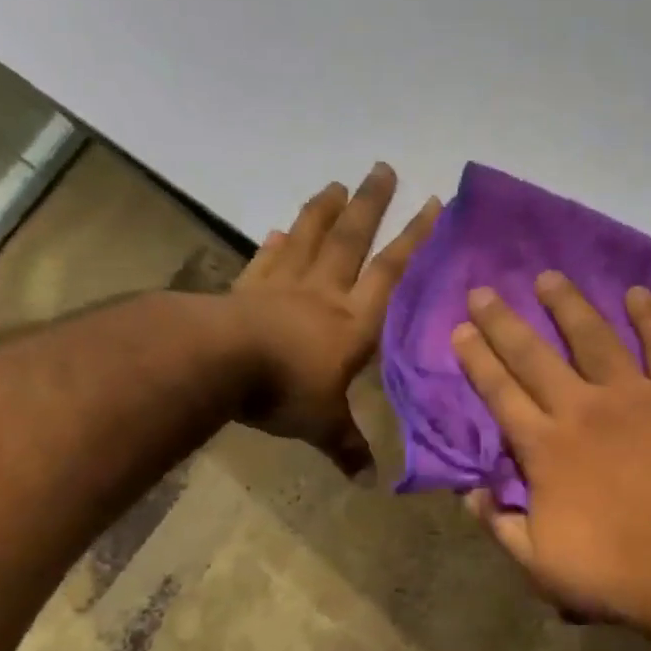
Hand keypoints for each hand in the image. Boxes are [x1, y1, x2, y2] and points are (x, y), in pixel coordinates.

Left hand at [231, 163, 439, 473]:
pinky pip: (265, 262)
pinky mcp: (246, 289)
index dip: (414, 238)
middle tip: (383, 168)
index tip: (432, 203)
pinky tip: (279, 231)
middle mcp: (323, 294)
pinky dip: (275, 245)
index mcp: (352, 322)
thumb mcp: (321, 424)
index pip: (391, 272)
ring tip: (336, 184)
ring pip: (309, 239)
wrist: (218, 364)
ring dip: (324, 211)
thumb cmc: (284, 390)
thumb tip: (369, 482)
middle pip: (351, 240)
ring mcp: (282, 287)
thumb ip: (347, 445)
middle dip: (370, 205)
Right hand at [451, 272, 650, 630]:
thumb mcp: (540, 566)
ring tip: (549, 277)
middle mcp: (582, 408)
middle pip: (534, 355)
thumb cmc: (618, 573)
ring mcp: (635, 396)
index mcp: (544, 448)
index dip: (477, 360)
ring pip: (593, 337)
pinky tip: (639, 293)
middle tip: (484, 290)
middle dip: (504, 322)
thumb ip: (500, 526)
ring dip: (568, 305)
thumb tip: (470, 494)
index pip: (499, 394)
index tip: (460, 329)